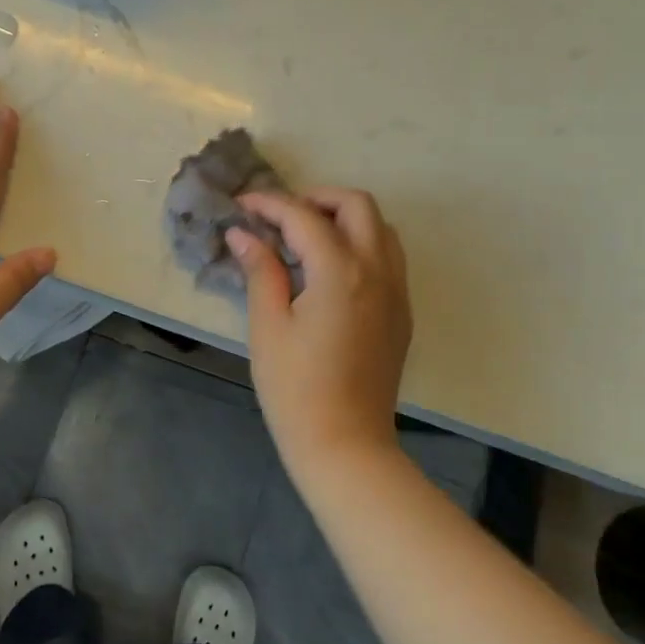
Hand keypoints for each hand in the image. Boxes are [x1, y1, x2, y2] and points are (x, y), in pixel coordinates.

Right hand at [227, 188, 412, 480]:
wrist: (346, 445)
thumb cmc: (296, 389)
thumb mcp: (268, 326)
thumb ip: (260, 271)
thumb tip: (243, 233)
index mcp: (340, 272)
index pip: (303, 216)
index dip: (269, 204)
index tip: (242, 205)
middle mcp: (377, 271)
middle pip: (357, 205)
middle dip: (316, 198)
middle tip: (280, 218)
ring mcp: (396, 291)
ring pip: (381, 227)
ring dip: (344, 219)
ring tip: (306, 238)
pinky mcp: (402, 312)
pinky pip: (389, 257)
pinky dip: (362, 244)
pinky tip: (330, 270)